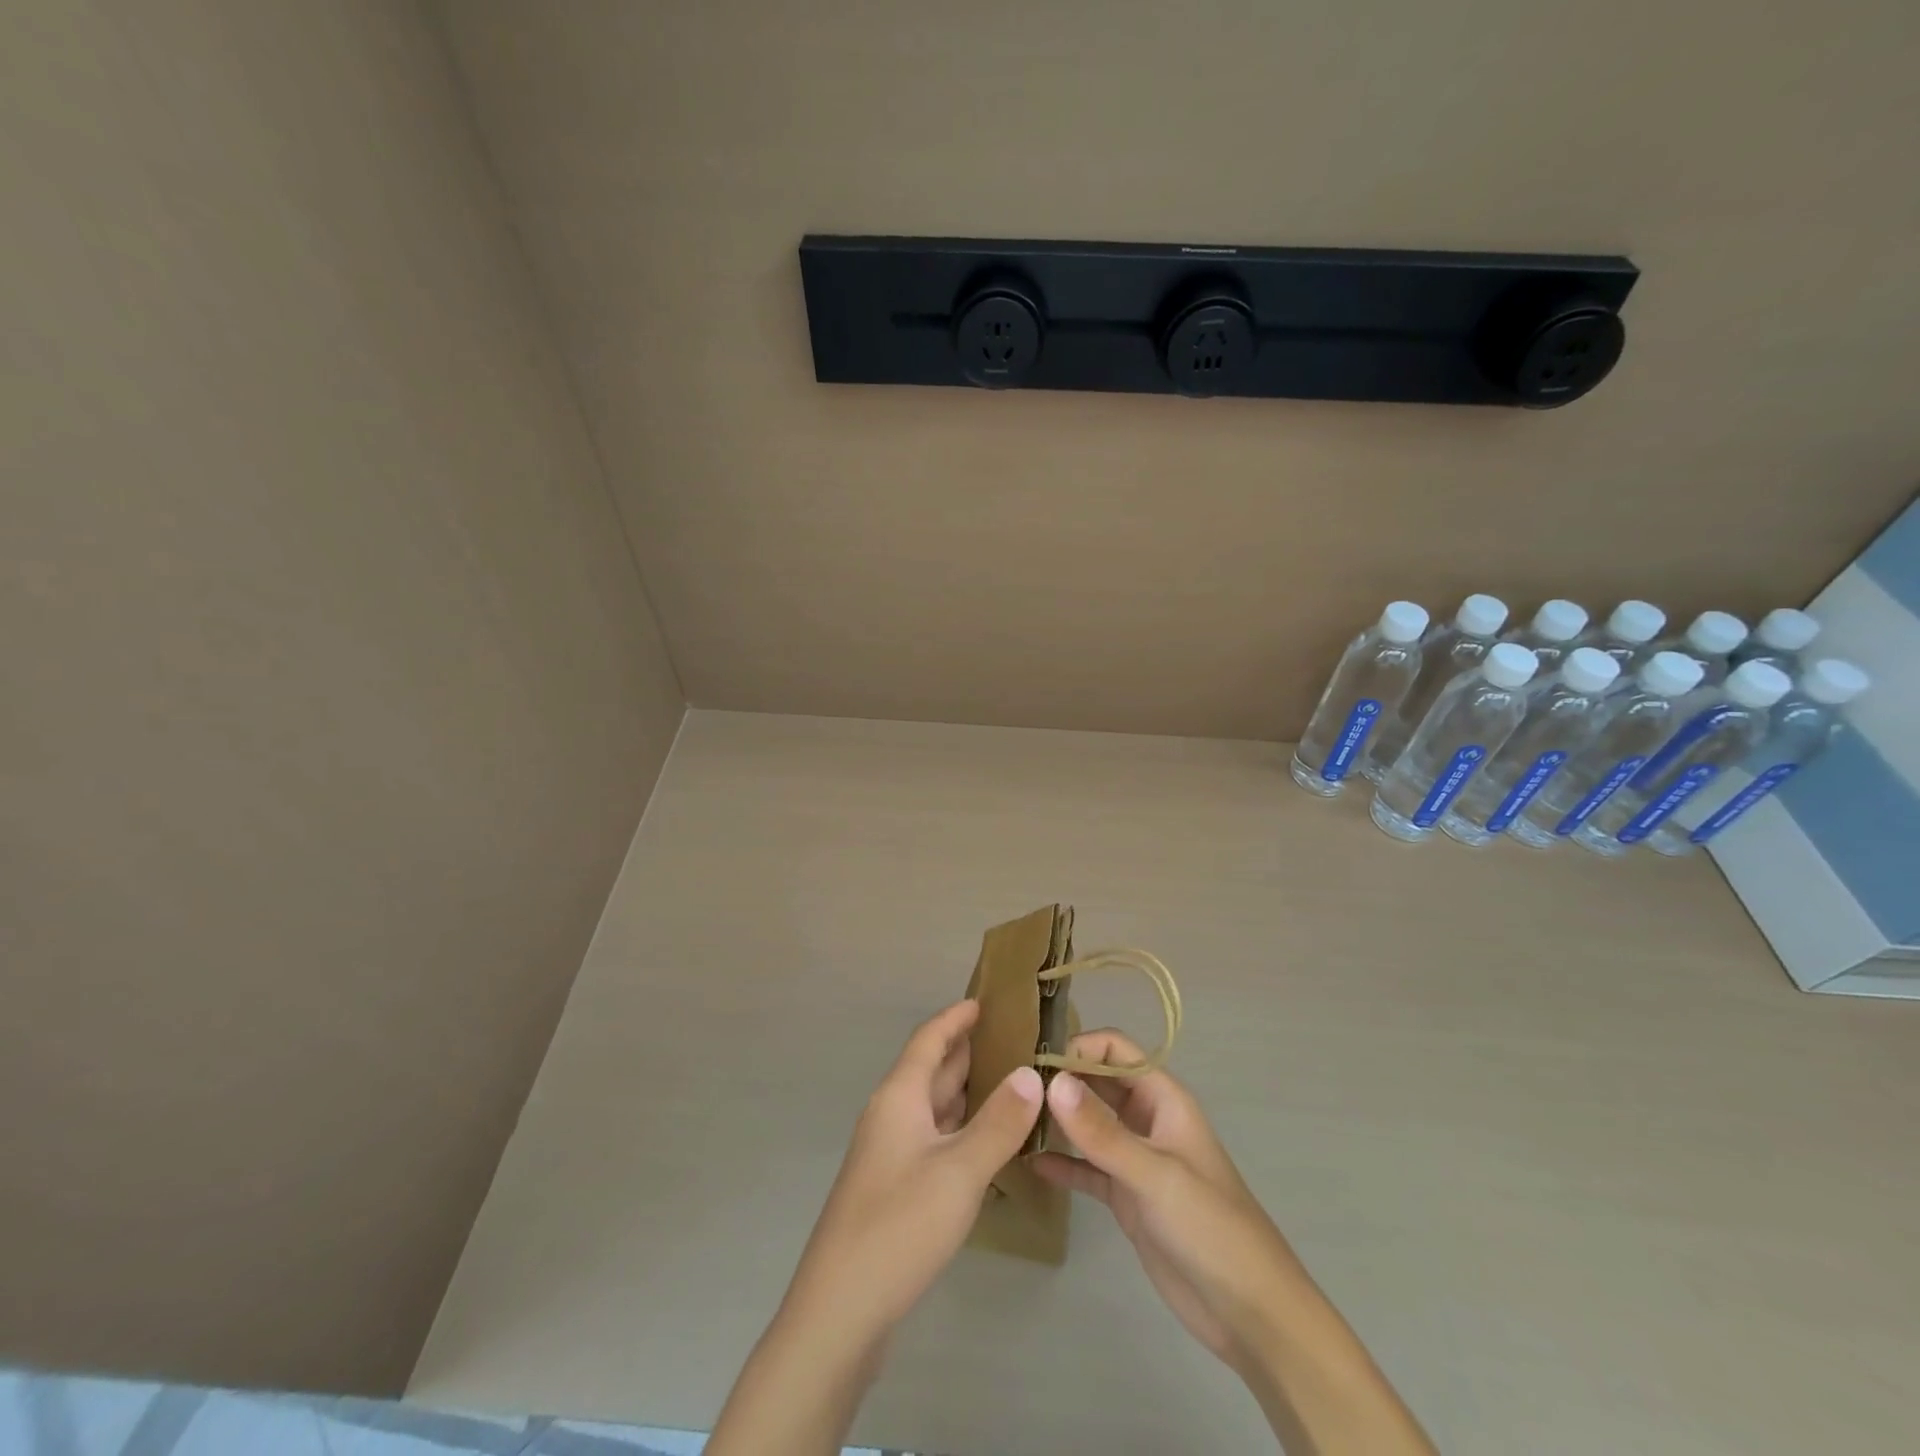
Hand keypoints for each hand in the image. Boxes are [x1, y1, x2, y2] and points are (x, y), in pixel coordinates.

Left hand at [711, 1000, 1043, 1455]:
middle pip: (933, 1070)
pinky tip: (991, 1141)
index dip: (956, 1017)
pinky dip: (963, 1128)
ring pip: (935, 1107)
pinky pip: (935, 1138)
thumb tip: (1033, 1073)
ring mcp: (891, 1153)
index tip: (988, 1000)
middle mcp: (892, 1115)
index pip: (929, 1039)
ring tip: (1015, 1082)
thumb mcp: (959, 1171)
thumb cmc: (898, 1226)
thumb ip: (999, 1122)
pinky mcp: (895, 1186)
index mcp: (899, 1097)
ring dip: (970, 1091)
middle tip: (1019, 1039)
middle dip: (971, 1051)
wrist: (839, 1311)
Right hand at [1032, 1028, 1295, 1368]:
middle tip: (1012, 1090)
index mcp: (1162, 1098)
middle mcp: (1146, 1119)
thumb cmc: (1210, 1227)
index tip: (1035, 1066)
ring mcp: (1135, 1158)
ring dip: (1057, 1120)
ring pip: (1088, 1124)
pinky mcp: (1125, 1196)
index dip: (1078, 1048)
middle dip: (1060, 1081)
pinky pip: (1086, 1168)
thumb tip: (1052, 1081)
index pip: (1115, 1050)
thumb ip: (1102, 1131)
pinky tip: (1029, 1165)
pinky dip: (1062, 1164)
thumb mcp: (1154, 1174)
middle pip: (1097, 1082)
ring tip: (1011, 1121)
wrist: (1250, 1312)